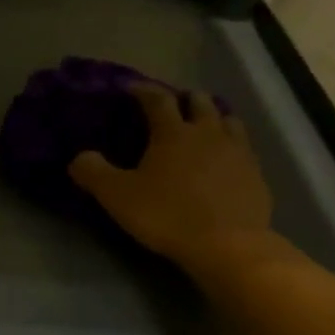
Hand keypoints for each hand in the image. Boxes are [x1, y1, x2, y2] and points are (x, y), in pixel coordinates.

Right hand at [69, 84, 274, 265]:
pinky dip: (231, 146)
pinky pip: (244, 148)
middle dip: (184, 99)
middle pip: (199, 102)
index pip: (157, 99)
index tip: (132, 88)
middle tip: (172, 107)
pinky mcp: (256, 174)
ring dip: (213, 117)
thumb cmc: (167, 215)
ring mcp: (238, 151)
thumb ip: (93, 173)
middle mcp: (208, 132)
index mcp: (173, 132)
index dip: (143, 91)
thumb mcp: (117, 197)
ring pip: (228, 120)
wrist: (227, 245)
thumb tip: (79, 157)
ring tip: (203, 127)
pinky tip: (225, 160)